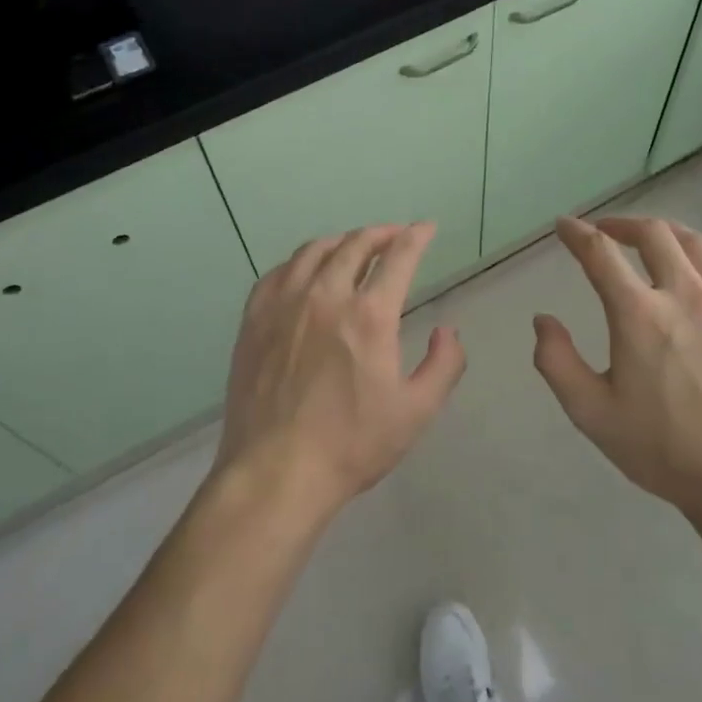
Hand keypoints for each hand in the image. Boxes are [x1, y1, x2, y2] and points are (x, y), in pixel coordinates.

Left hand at [214, 223, 466, 519]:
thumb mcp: (415, 412)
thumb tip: (447, 331)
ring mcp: (284, 305)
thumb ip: (443, 365)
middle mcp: (325, 296)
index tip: (426, 228)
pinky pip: (278, 272)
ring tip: (352, 246)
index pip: (398, 257)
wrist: (276, 472)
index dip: (416, 237)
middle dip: (380, 233)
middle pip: (355, 245)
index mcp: (369, 316)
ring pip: (314, 251)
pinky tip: (305, 271)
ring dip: (341, 241)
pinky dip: (300, 262)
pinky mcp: (254, 320)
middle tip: (394, 236)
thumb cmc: (351, 445)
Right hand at [532, 215, 701, 520]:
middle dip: (622, 224)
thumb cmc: (663, 450)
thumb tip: (543, 320)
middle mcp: (684, 295)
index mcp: (638, 314)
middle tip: (605, 232)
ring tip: (651, 240)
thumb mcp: (591, 413)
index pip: (600, 253)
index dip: (577, 233)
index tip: (564, 227)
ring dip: (666, 233)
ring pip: (696, 244)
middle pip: (653, 234)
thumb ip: (556, 361)